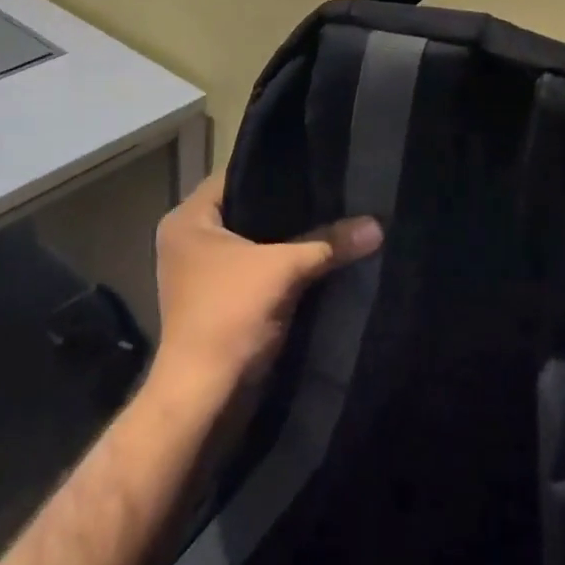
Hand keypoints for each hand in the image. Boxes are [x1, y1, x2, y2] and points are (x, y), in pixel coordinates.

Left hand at [150, 174, 382, 400]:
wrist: (203, 397)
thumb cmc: (230, 316)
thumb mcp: (283, 270)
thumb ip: (329, 243)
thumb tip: (377, 225)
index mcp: (188, 219)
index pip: (235, 176)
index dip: (275, 171)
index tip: (313, 167)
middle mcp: (187, 239)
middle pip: (245, 208)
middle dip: (286, 207)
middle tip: (328, 193)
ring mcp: (199, 272)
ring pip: (251, 241)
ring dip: (283, 240)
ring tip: (328, 219)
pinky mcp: (214, 299)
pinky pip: (252, 268)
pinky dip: (277, 265)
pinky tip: (314, 257)